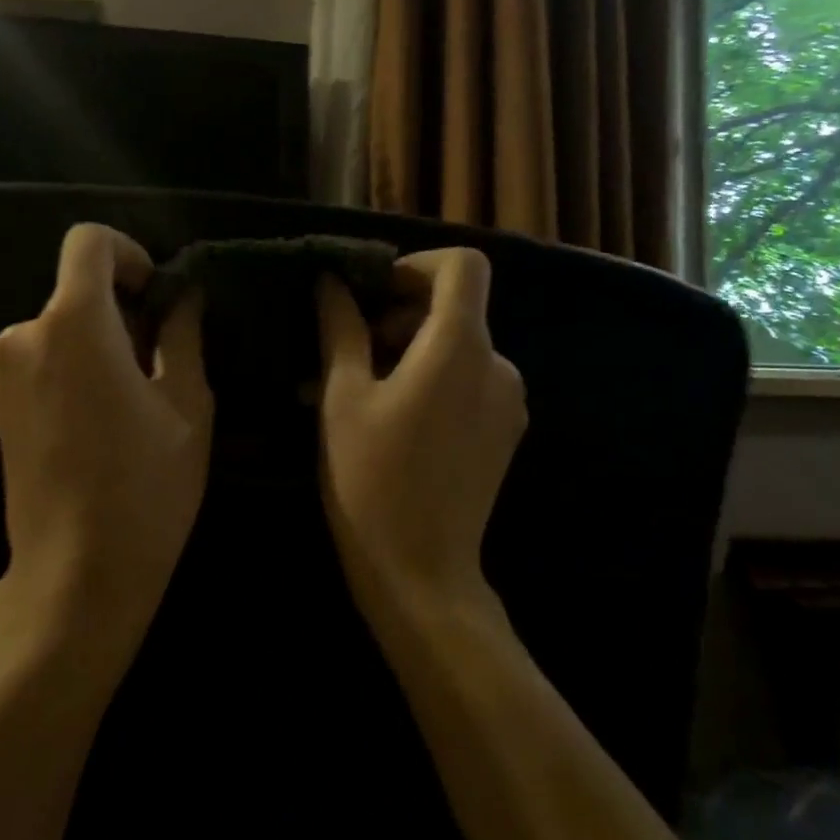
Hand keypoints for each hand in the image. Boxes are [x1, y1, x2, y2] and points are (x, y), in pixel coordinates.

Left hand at [0, 224, 212, 645]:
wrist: (75, 573)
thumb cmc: (146, 485)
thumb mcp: (187, 404)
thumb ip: (182, 334)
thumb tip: (184, 295)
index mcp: (74, 323)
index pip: (87, 242)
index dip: (129, 254)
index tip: (156, 297)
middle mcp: (24, 336)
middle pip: (76, 290)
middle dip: (121, 309)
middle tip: (161, 361)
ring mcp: (2, 375)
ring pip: (60, 329)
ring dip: (98, 343)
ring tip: (135, 401)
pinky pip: (41, 362)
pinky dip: (73, 369)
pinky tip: (101, 424)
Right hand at [317, 248, 526, 614]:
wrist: (421, 572)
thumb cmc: (370, 480)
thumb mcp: (342, 399)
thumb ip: (340, 329)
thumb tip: (330, 282)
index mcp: (460, 347)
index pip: (463, 266)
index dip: (416, 266)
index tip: (373, 295)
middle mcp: (498, 364)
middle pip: (455, 307)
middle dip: (399, 315)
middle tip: (347, 352)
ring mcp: (508, 400)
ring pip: (458, 346)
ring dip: (410, 351)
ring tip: (359, 391)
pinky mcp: (506, 430)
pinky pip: (469, 380)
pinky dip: (432, 379)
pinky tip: (392, 417)